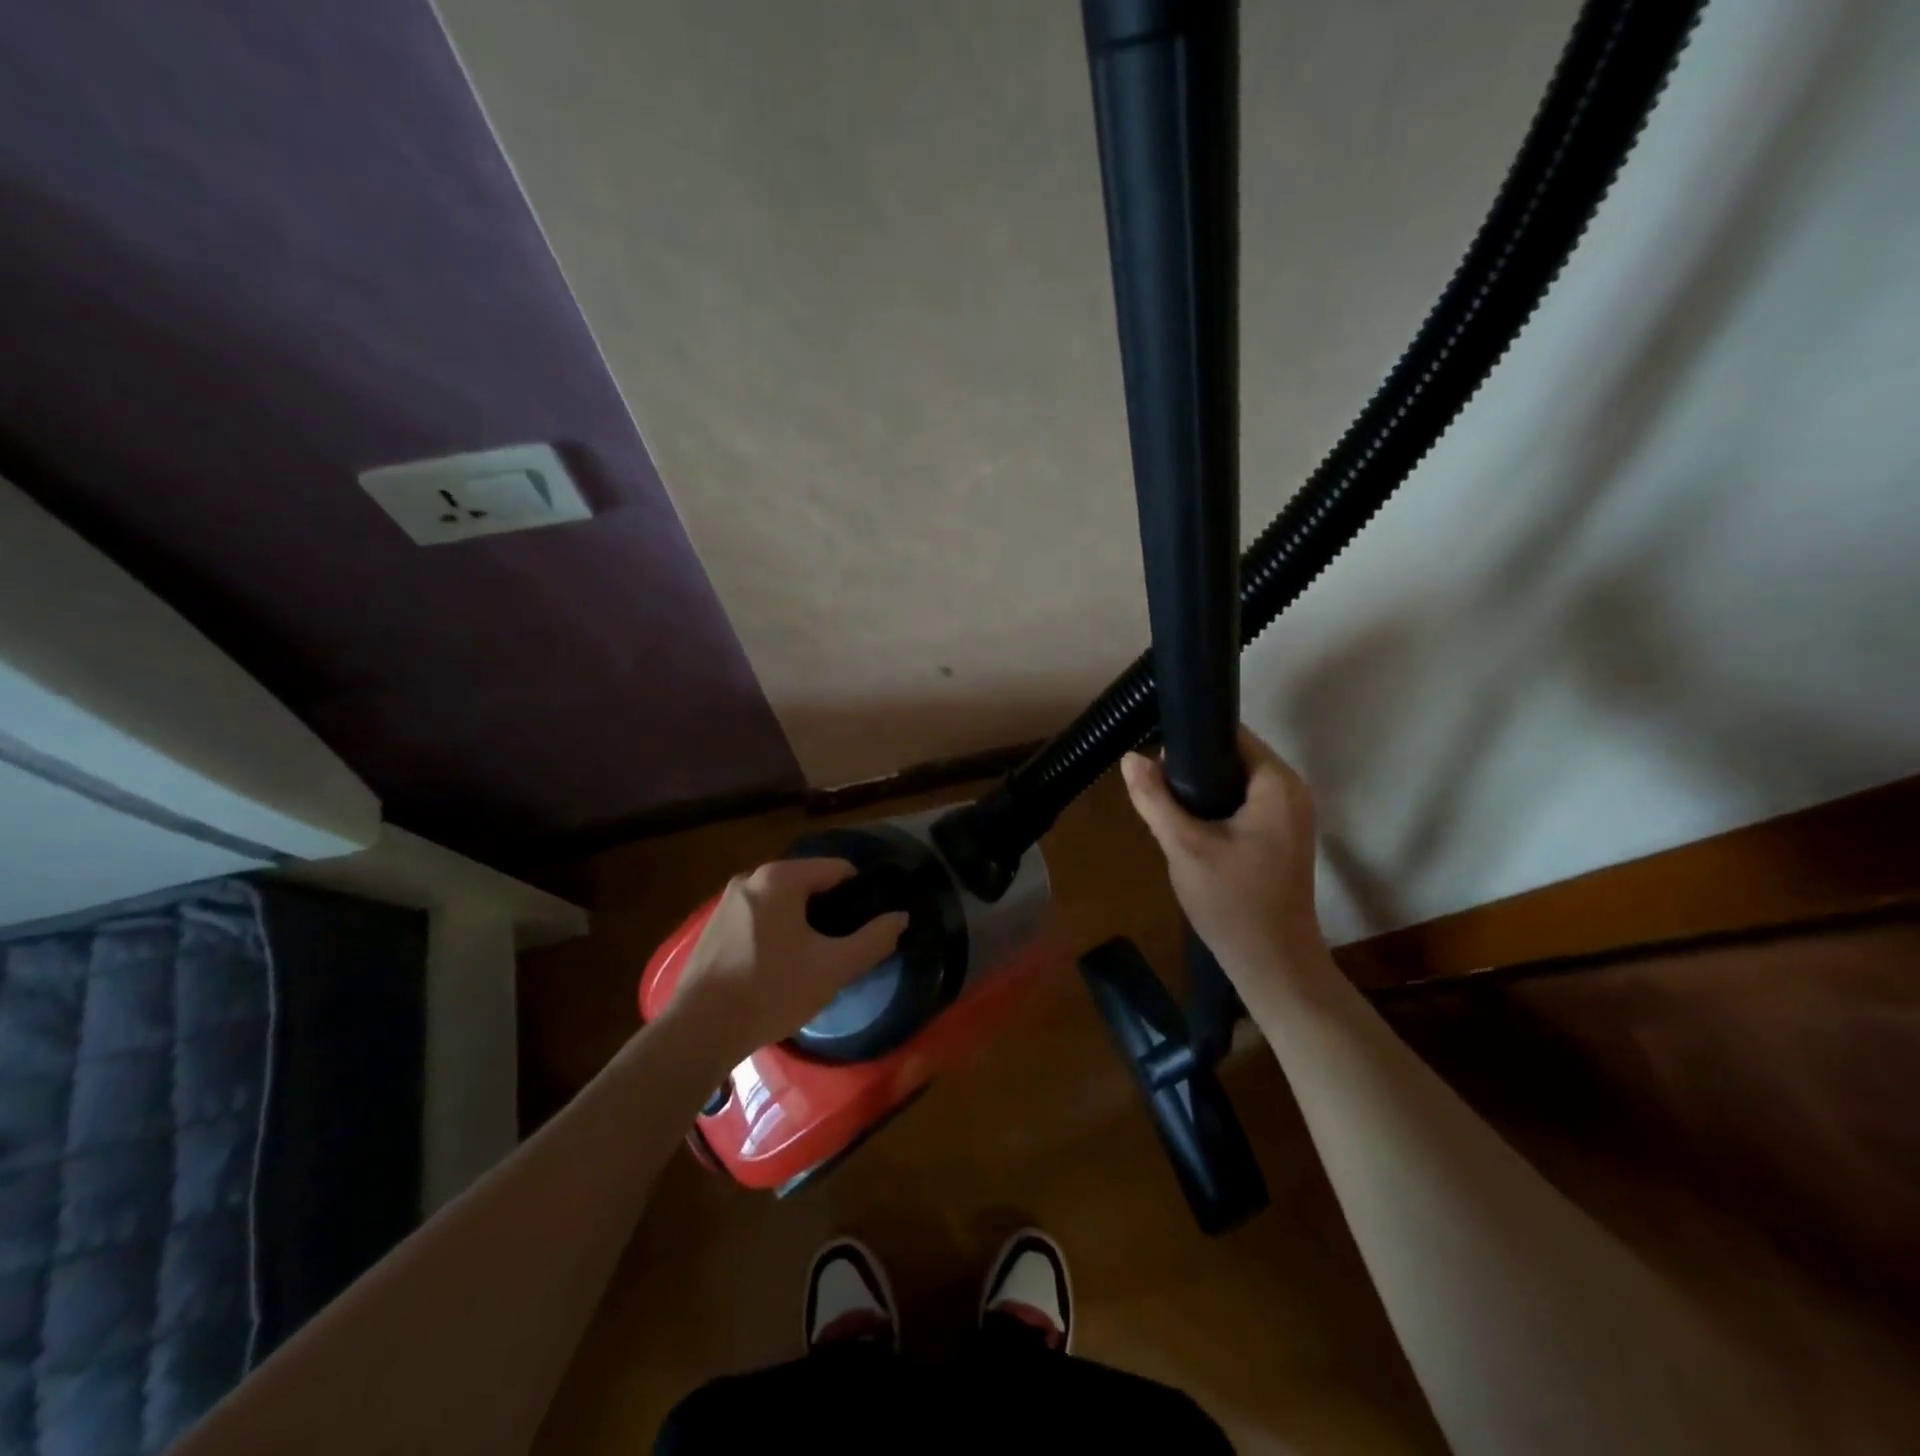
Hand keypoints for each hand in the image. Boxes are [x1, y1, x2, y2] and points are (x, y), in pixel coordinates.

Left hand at [672, 858, 908, 1057]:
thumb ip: (873, 939)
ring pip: (782, 903)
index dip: (861, 894)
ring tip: (815, 960)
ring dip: (803, 924)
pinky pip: (759, 919)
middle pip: (809, 884)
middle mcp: (751, 878)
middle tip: (844, 947)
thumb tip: (901, 918)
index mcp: (781, 878)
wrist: (698, 1031)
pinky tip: (780, 969)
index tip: (870, 924)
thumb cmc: (772, 990)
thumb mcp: (833, 968)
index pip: (838, 869)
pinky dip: (777, 934)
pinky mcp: (712, 928)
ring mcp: (727, 902)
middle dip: (830, 911)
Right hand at [1121, 726, 1323, 982]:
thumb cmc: (1232, 903)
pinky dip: (1216, 806)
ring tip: (1163, 800)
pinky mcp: (1283, 836)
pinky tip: (1188, 824)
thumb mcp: (1185, 846)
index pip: (1232, 734)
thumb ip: (1155, 798)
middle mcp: (1292, 791)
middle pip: (1234, 756)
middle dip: (1192, 765)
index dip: (1191, 736)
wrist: (1272, 964)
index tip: (1154, 751)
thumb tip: (1130, 757)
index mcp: (1277, 784)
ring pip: (1236, 781)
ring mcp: (1291, 815)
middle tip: (1153, 782)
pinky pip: (1244, 803)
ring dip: (1201, 788)